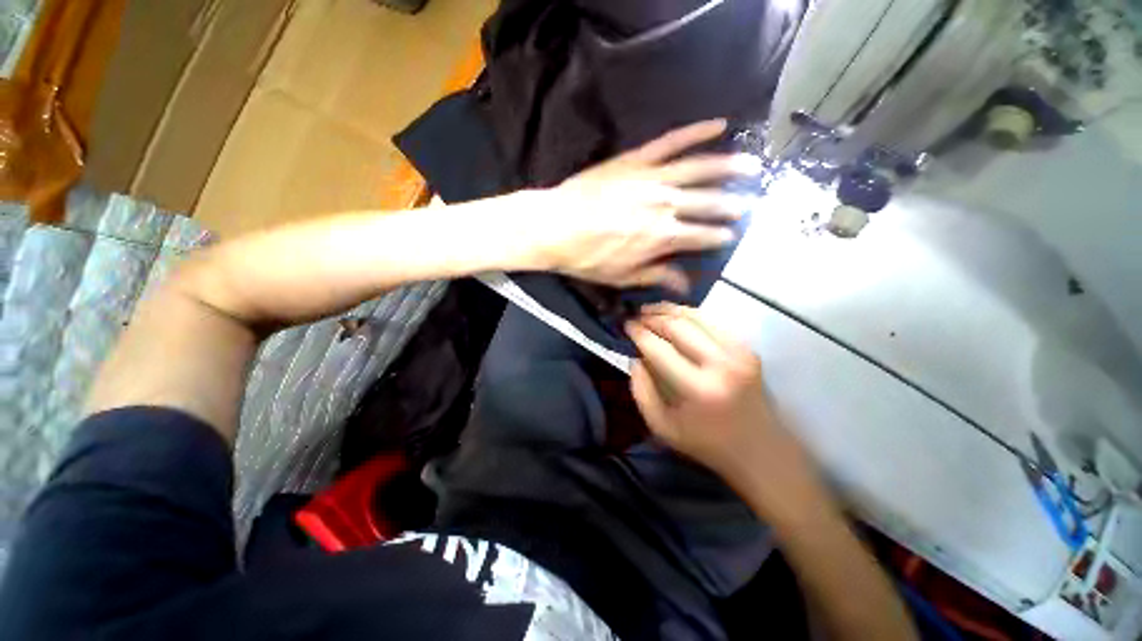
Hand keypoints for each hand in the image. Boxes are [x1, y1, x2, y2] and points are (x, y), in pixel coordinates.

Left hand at [524, 119, 761, 291]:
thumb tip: (684, 285)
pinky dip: (695, 132)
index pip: (701, 236)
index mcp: (662, 237)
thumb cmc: (587, 257)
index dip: (718, 236)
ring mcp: (652, 178)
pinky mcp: (636, 159)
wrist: (555, 227)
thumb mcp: (622, 276)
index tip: (731, 235)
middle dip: (730, 204)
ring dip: (728, 166)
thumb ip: (657, 276)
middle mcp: (665, 205)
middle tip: (749, 203)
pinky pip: (671, 141)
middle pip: (707, 203)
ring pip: (699, 169)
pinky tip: (717, 124)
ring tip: (752, 164)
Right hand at [627, 303, 825, 518]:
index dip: (639, 333)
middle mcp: (721, 364)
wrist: (760, 448)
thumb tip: (635, 358)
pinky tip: (676, 316)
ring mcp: (738, 353)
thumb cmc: (706, 442)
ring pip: (697, 317)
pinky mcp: (747, 349)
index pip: (659, 349)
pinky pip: (713, 322)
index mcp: (698, 389)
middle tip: (636, 316)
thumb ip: (641, 391)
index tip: (626, 326)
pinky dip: (691, 315)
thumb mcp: (662, 426)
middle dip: (653, 317)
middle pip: (678, 327)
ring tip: (652, 310)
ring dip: (670, 310)